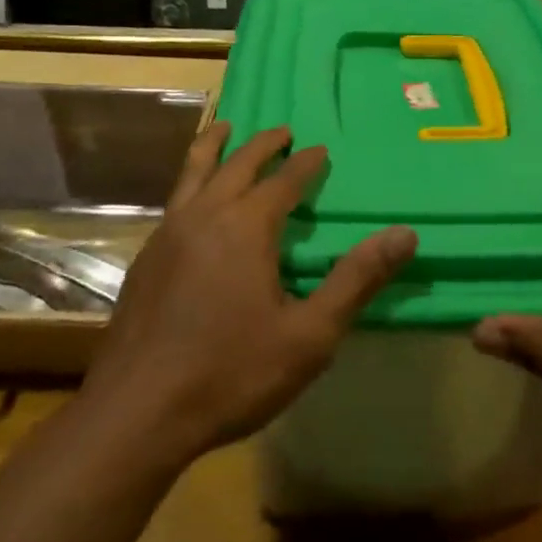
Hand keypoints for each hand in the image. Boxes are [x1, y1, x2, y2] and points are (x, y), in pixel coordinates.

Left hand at [82, 123, 416, 465]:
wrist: (137, 414)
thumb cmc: (232, 373)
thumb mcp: (309, 335)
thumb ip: (356, 280)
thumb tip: (404, 235)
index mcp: (246, 227)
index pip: (283, 181)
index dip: (305, 164)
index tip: (321, 150)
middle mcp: (204, 217)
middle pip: (236, 165)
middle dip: (263, 144)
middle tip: (282, 131)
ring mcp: (167, 235)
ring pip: (193, 173)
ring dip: (214, 147)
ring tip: (224, 127)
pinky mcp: (144, 259)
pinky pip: (174, 201)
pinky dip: (190, 181)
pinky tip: (193, 200)